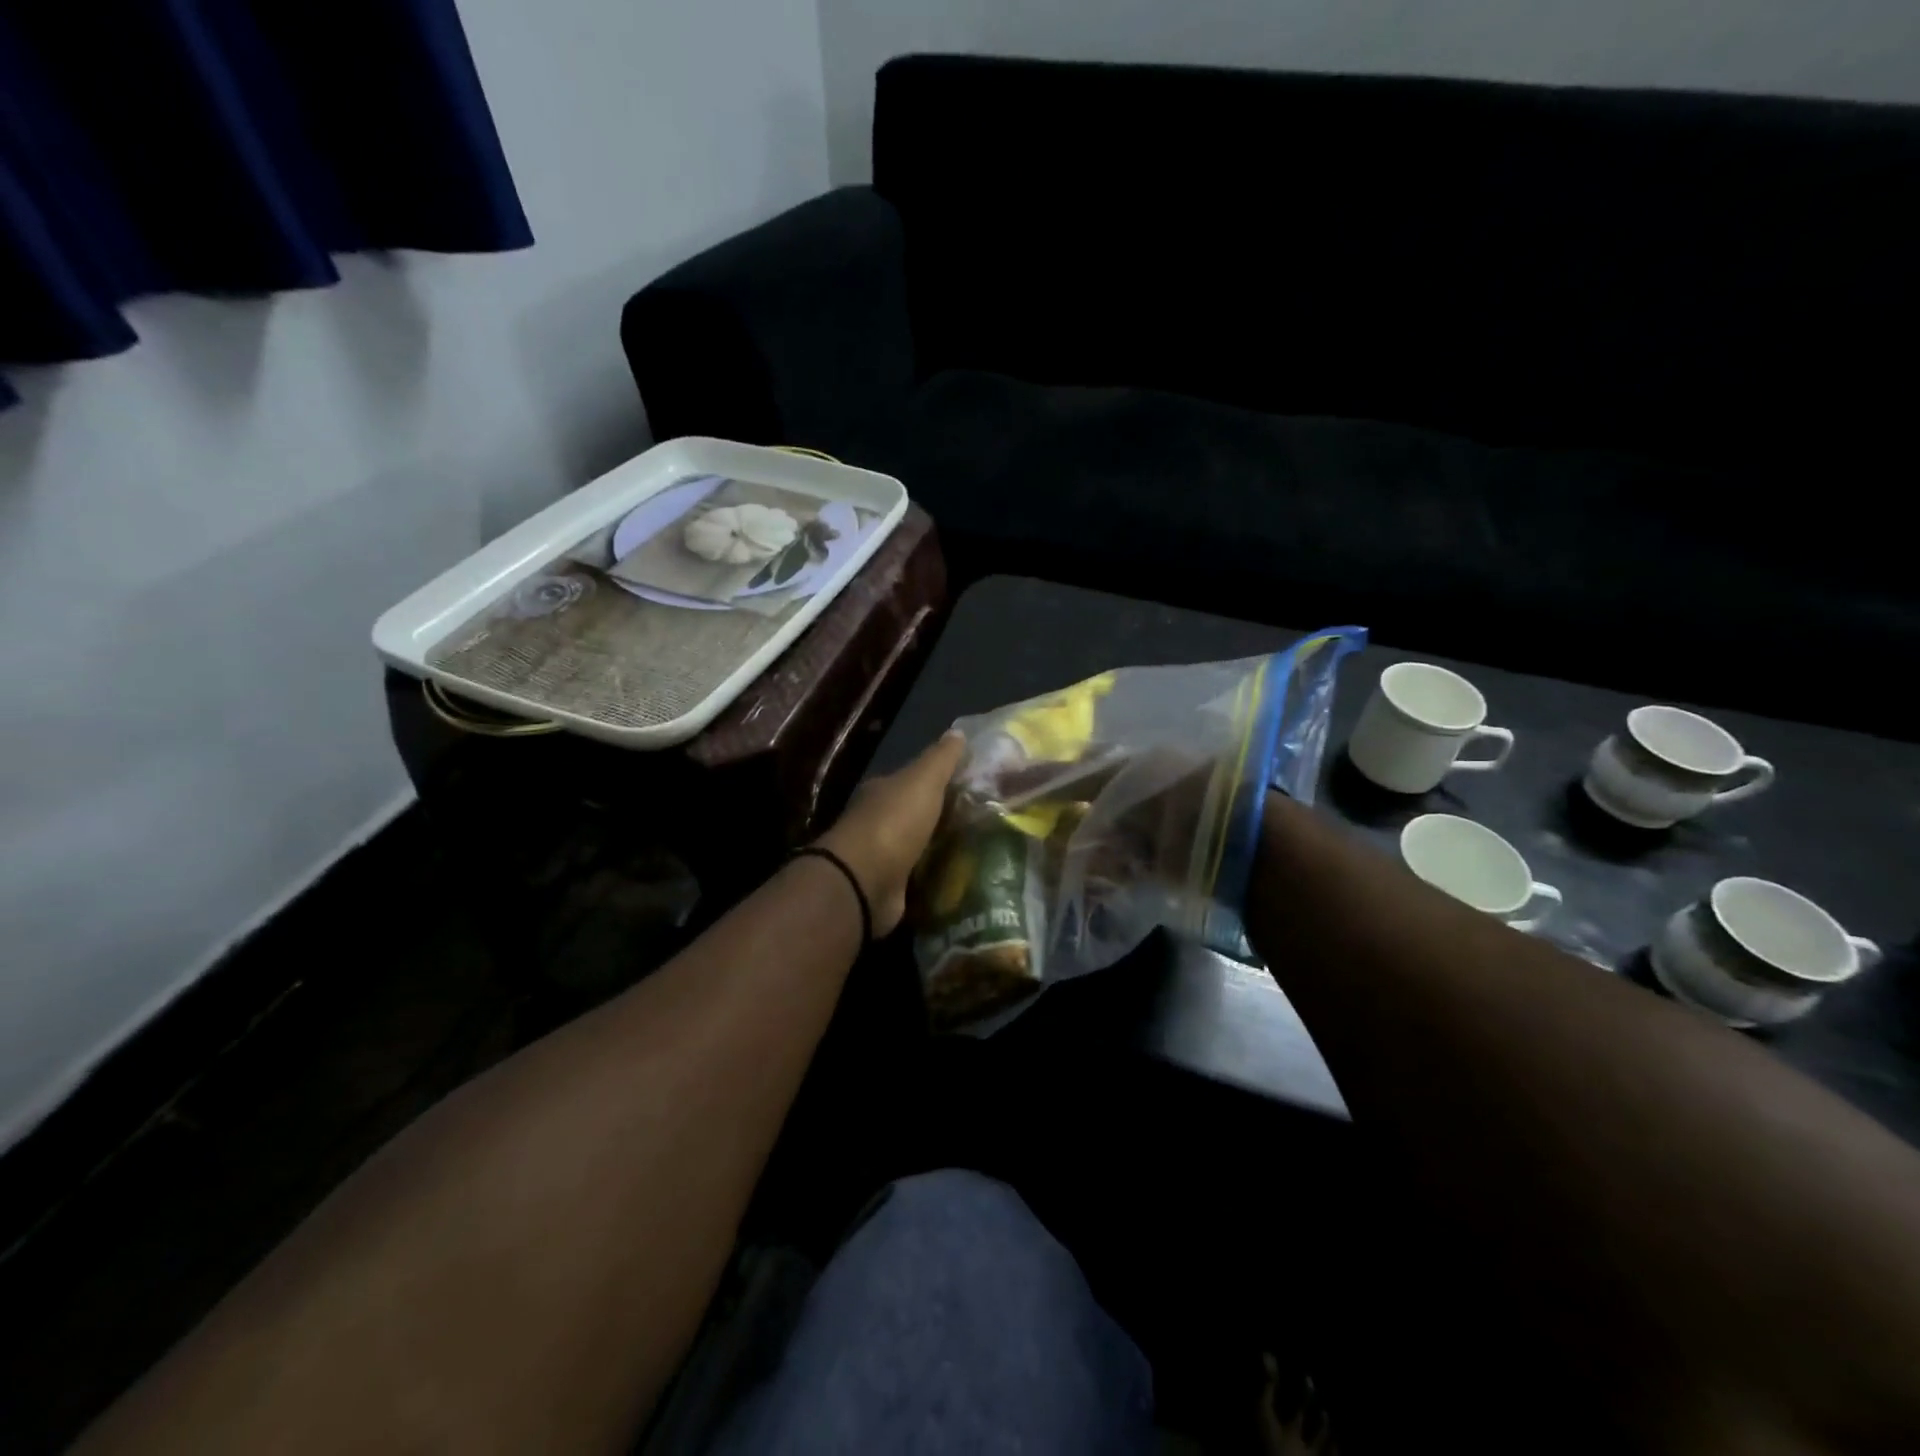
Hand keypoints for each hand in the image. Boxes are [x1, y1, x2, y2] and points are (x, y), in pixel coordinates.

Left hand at [814, 732, 965, 935]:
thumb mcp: (923, 781)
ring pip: (919, 845)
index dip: (939, 779)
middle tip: (983, 816)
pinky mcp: (890, 887)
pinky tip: (960, 875)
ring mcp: (883, 856)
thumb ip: (940, 759)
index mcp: (883, 791)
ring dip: (941, 845)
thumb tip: (957, 731)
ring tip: (980, 847)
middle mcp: (879, 820)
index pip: (913, 780)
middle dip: (943, 814)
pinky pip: (919, 876)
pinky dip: (935, 874)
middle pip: (916, 812)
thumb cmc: (894, 822)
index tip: (970, 782)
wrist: (865, 880)